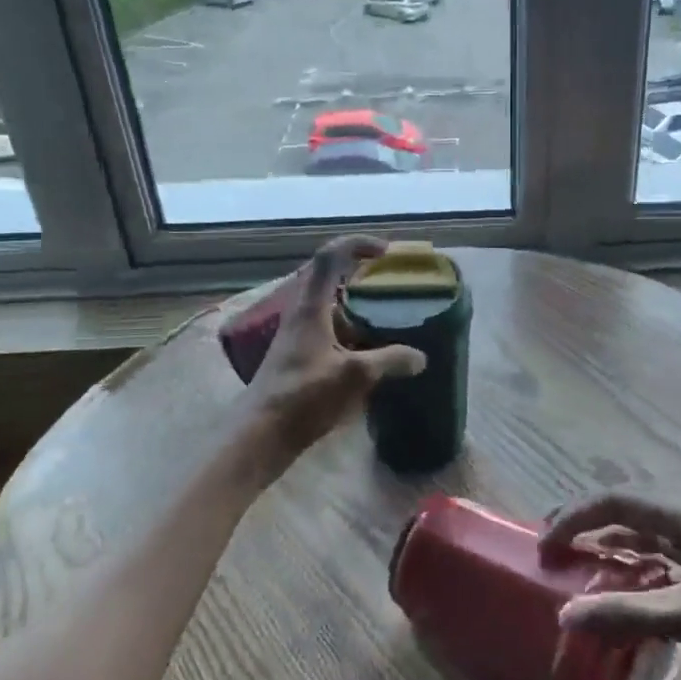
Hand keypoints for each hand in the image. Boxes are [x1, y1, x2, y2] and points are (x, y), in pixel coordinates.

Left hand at [245, 235, 425, 457]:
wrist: (260, 434)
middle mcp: (301, 313)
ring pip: (329, 306)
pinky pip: (328, 329)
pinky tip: (370, 351)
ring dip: (356, 304)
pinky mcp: (298, 356)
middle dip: (359, 272)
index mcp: (310, 307)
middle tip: (388, 279)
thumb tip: (420, 357)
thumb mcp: (354, 376)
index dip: (358, 244)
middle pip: (328, 277)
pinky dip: (351, 330)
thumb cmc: (303, 397)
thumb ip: (390, 361)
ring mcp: (297, 335)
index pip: (330, 257)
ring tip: (387, 315)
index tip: (386, 251)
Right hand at [540, 494, 680, 679]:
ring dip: (612, 550)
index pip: (619, 500)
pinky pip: (666, 564)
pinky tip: (624, 594)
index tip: (544, 545)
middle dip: (589, 526)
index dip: (576, 517)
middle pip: (632, 513)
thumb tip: (564, 616)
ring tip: (578, 568)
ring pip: (649, 539)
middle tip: (552, 547)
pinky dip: (638, 573)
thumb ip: (628, 612)